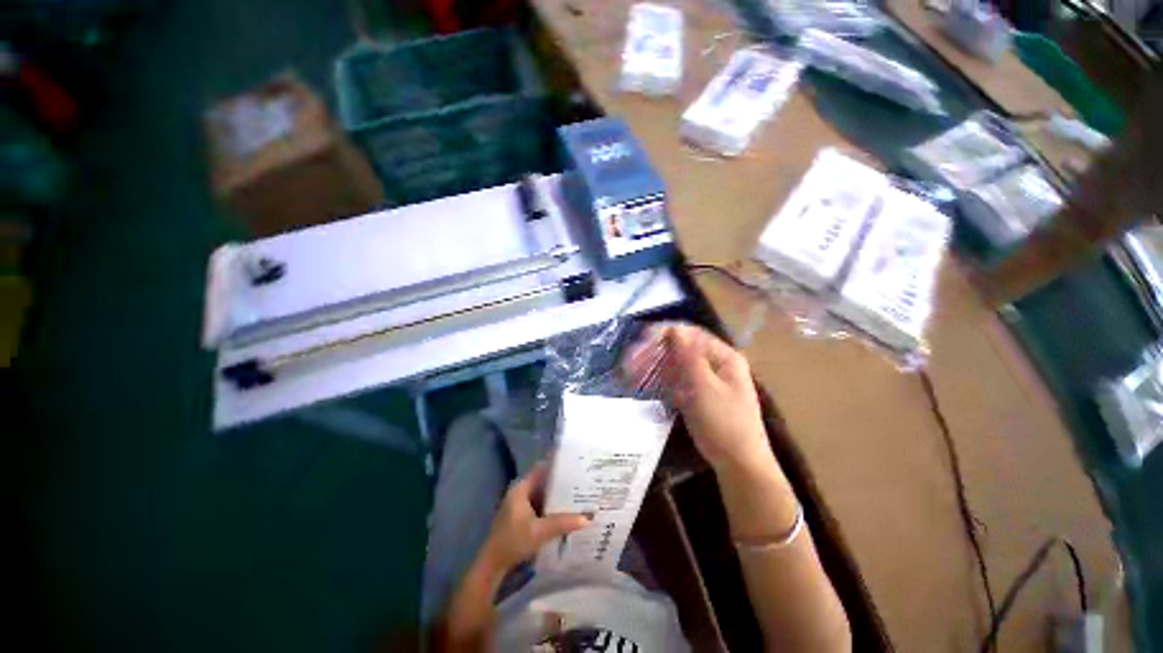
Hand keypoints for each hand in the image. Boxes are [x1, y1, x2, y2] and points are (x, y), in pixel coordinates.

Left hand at [478, 463, 590, 576]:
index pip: (541, 468)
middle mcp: (520, 491)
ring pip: (542, 494)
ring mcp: (519, 504)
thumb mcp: (540, 532)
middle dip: (560, 482)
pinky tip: (564, 511)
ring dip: (556, 495)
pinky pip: (539, 505)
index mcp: (521, 488)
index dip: (556, 466)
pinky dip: (550, 506)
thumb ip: (562, 523)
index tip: (574, 465)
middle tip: (580, 481)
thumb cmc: (513, 541)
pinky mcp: (520, 516)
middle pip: (543, 481)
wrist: (493, 564)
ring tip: (577, 494)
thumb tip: (587, 518)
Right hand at [624, 323, 771, 472]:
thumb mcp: (704, 388)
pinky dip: (658, 379)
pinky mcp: (696, 394)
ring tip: (629, 371)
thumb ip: (689, 357)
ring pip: (674, 364)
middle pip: (680, 348)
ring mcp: (704, 379)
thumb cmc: (724, 423)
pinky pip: (675, 380)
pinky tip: (641, 381)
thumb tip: (675, 329)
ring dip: (652, 365)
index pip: (691, 334)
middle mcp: (714, 364)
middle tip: (629, 360)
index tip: (641, 339)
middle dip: (654, 351)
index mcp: (723, 357)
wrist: (738, 464)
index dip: (665, 332)